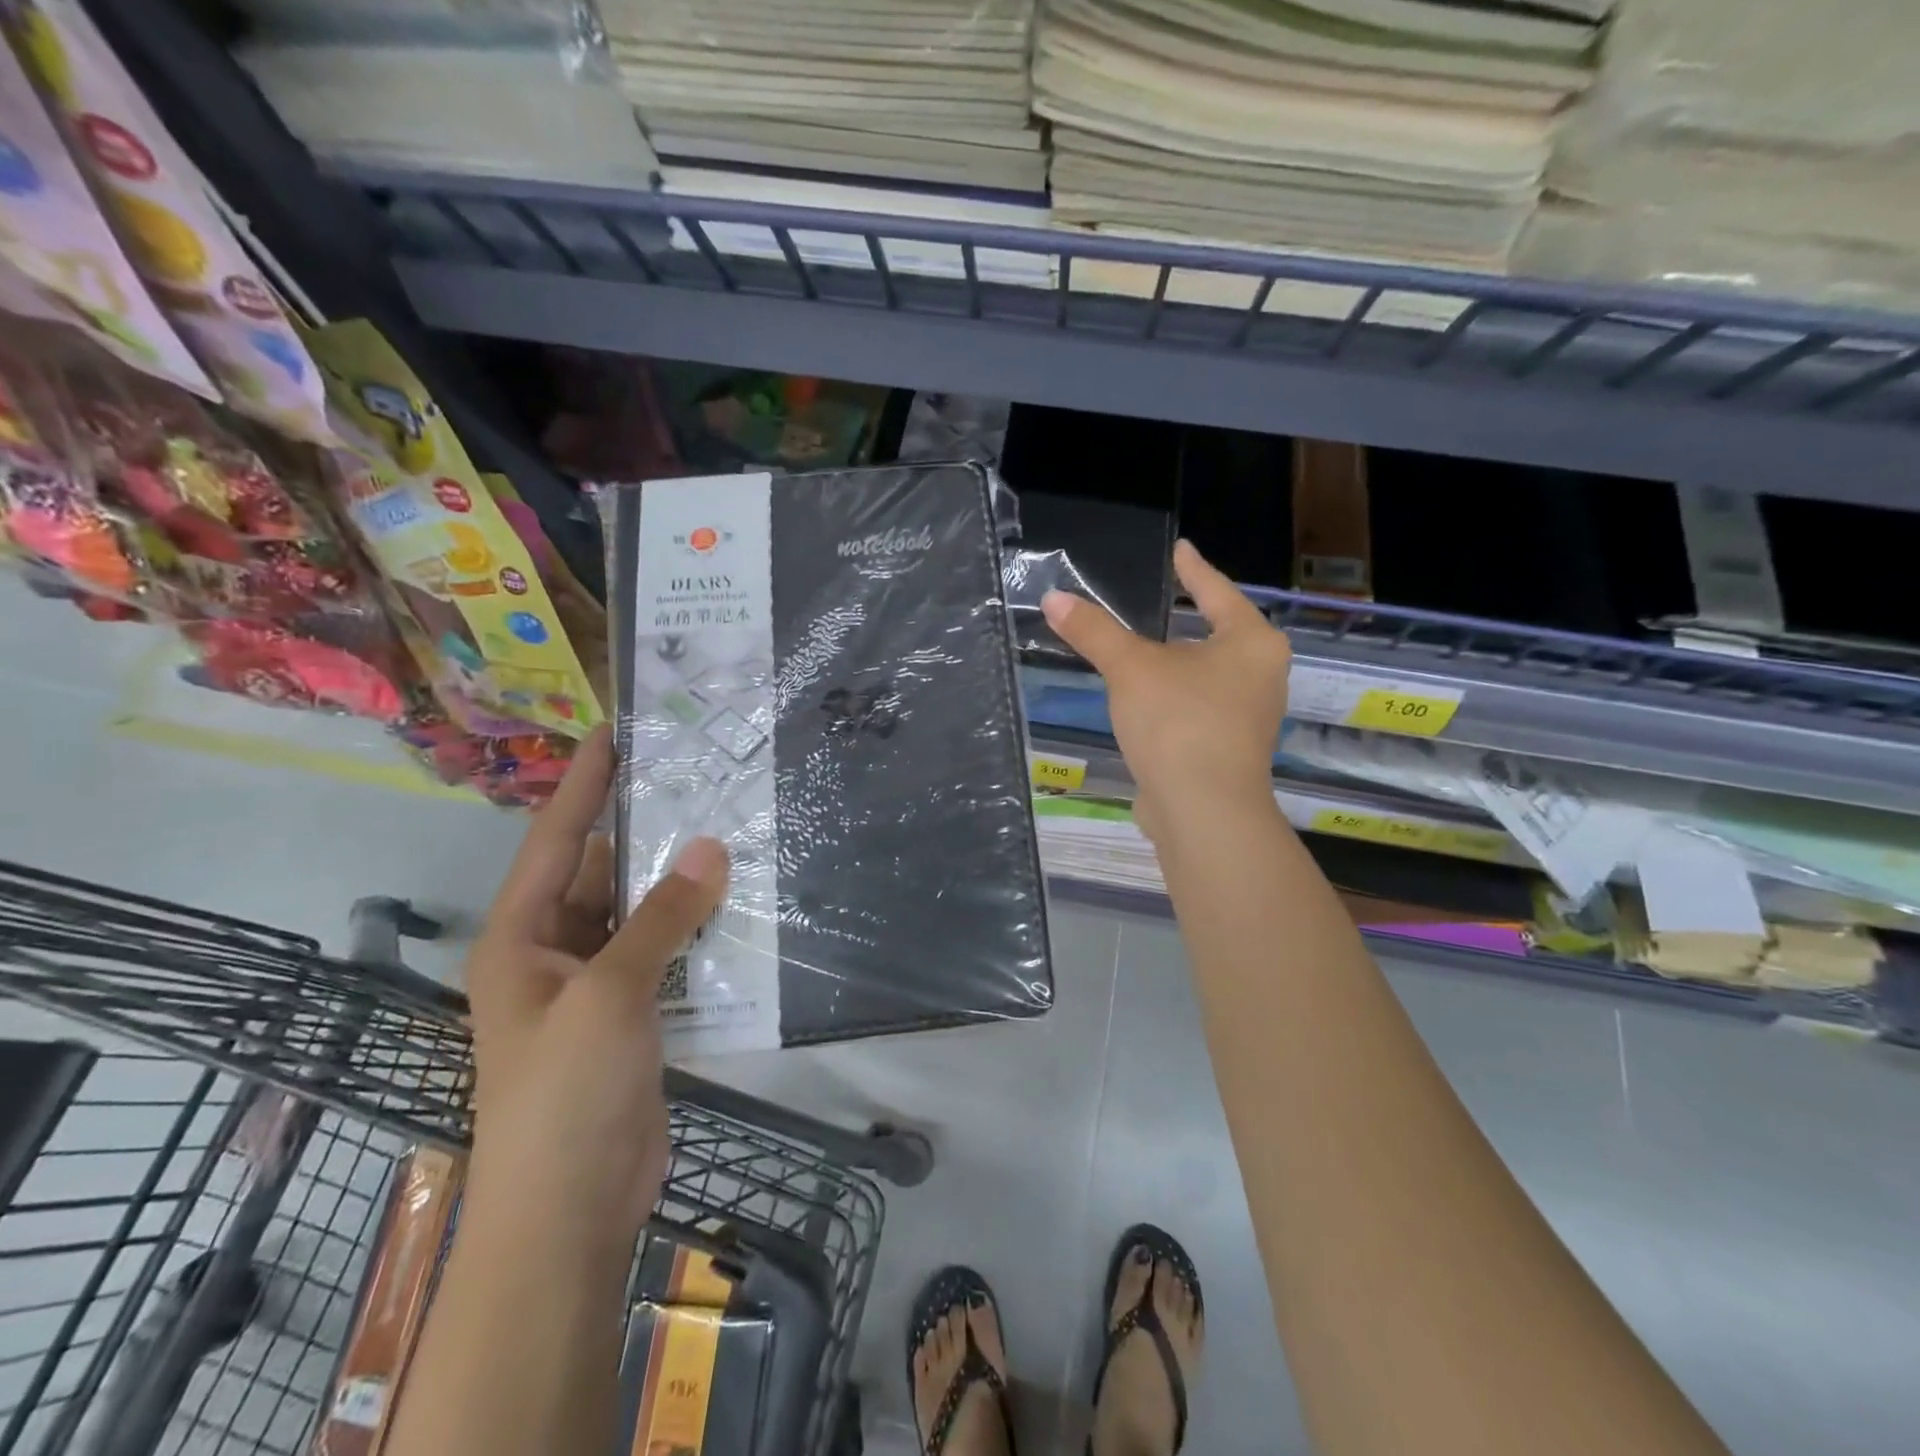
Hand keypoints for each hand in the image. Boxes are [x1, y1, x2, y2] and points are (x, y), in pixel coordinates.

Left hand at [462, 725, 728, 1246]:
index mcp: (522, 937)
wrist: (570, 1210)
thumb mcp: (610, 995)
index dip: (583, 784)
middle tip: (696, 778)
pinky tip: (737, 902)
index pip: (555, 840)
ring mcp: (596, 985)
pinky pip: (666, 952)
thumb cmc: (565, 1093)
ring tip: (729, 829)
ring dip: (678, 882)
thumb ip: (661, 918)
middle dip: (645, 829)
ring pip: (640, 913)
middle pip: (602, 872)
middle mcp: (554, 951)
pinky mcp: (633, 1015)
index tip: (613, 732)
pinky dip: (695, 929)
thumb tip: (710, 846)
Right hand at [1042, 540, 1289, 839]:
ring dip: (1180, 664)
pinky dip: (1175, 698)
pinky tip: (1150, 701)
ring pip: (1209, 676)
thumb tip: (1053, 598)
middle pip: (1221, 635)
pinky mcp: (1230, 750)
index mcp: (1251, 643)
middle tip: (1164, 599)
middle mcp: (1262, 676)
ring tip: (1150, 649)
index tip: (1180, 550)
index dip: (1194, 570)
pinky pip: (1199, 708)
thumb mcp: (1130, 668)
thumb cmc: (1178, 721)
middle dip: (1191, 620)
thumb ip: (1094, 631)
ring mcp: (1250, 717)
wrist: (1202, 809)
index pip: (1217, 592)